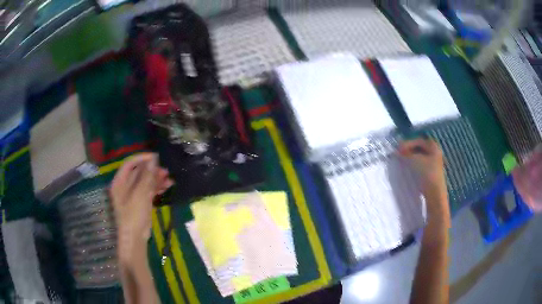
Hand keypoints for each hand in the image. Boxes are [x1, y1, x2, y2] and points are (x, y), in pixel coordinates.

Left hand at [110, 153, 173, 262]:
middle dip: (152, 170)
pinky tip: (167, 187)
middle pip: (139, 172)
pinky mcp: (141, 202)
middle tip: (166, 170)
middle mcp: (125, 186)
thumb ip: (146, 176)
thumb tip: (153, 159)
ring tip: (170, 179)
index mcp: (120, 182)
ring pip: (145, 181)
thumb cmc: (133, 215)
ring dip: (156, 179)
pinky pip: (148, 190)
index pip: (130, 164)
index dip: (142, 158)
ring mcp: (133, 194)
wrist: (135, 238)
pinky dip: (157, 188)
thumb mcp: (140, 194)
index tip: (156, 157)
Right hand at [399, 139, 448, 217]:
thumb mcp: (415, 160)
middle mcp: (435, 152)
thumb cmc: (427, 172)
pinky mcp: (431, 171)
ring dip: (411, 156)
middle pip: (420, 147)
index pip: (418, 141)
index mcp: (433, 146)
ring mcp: (434, 162)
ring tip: (403, 159)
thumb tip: (398, 151)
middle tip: (399, 153)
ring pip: (420, 155)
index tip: (398, 149)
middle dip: (409, 149)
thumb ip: (406, 153)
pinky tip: (409, 166)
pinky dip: (414, 162)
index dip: (407, 143)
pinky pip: (421, 162)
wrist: (434, 192)